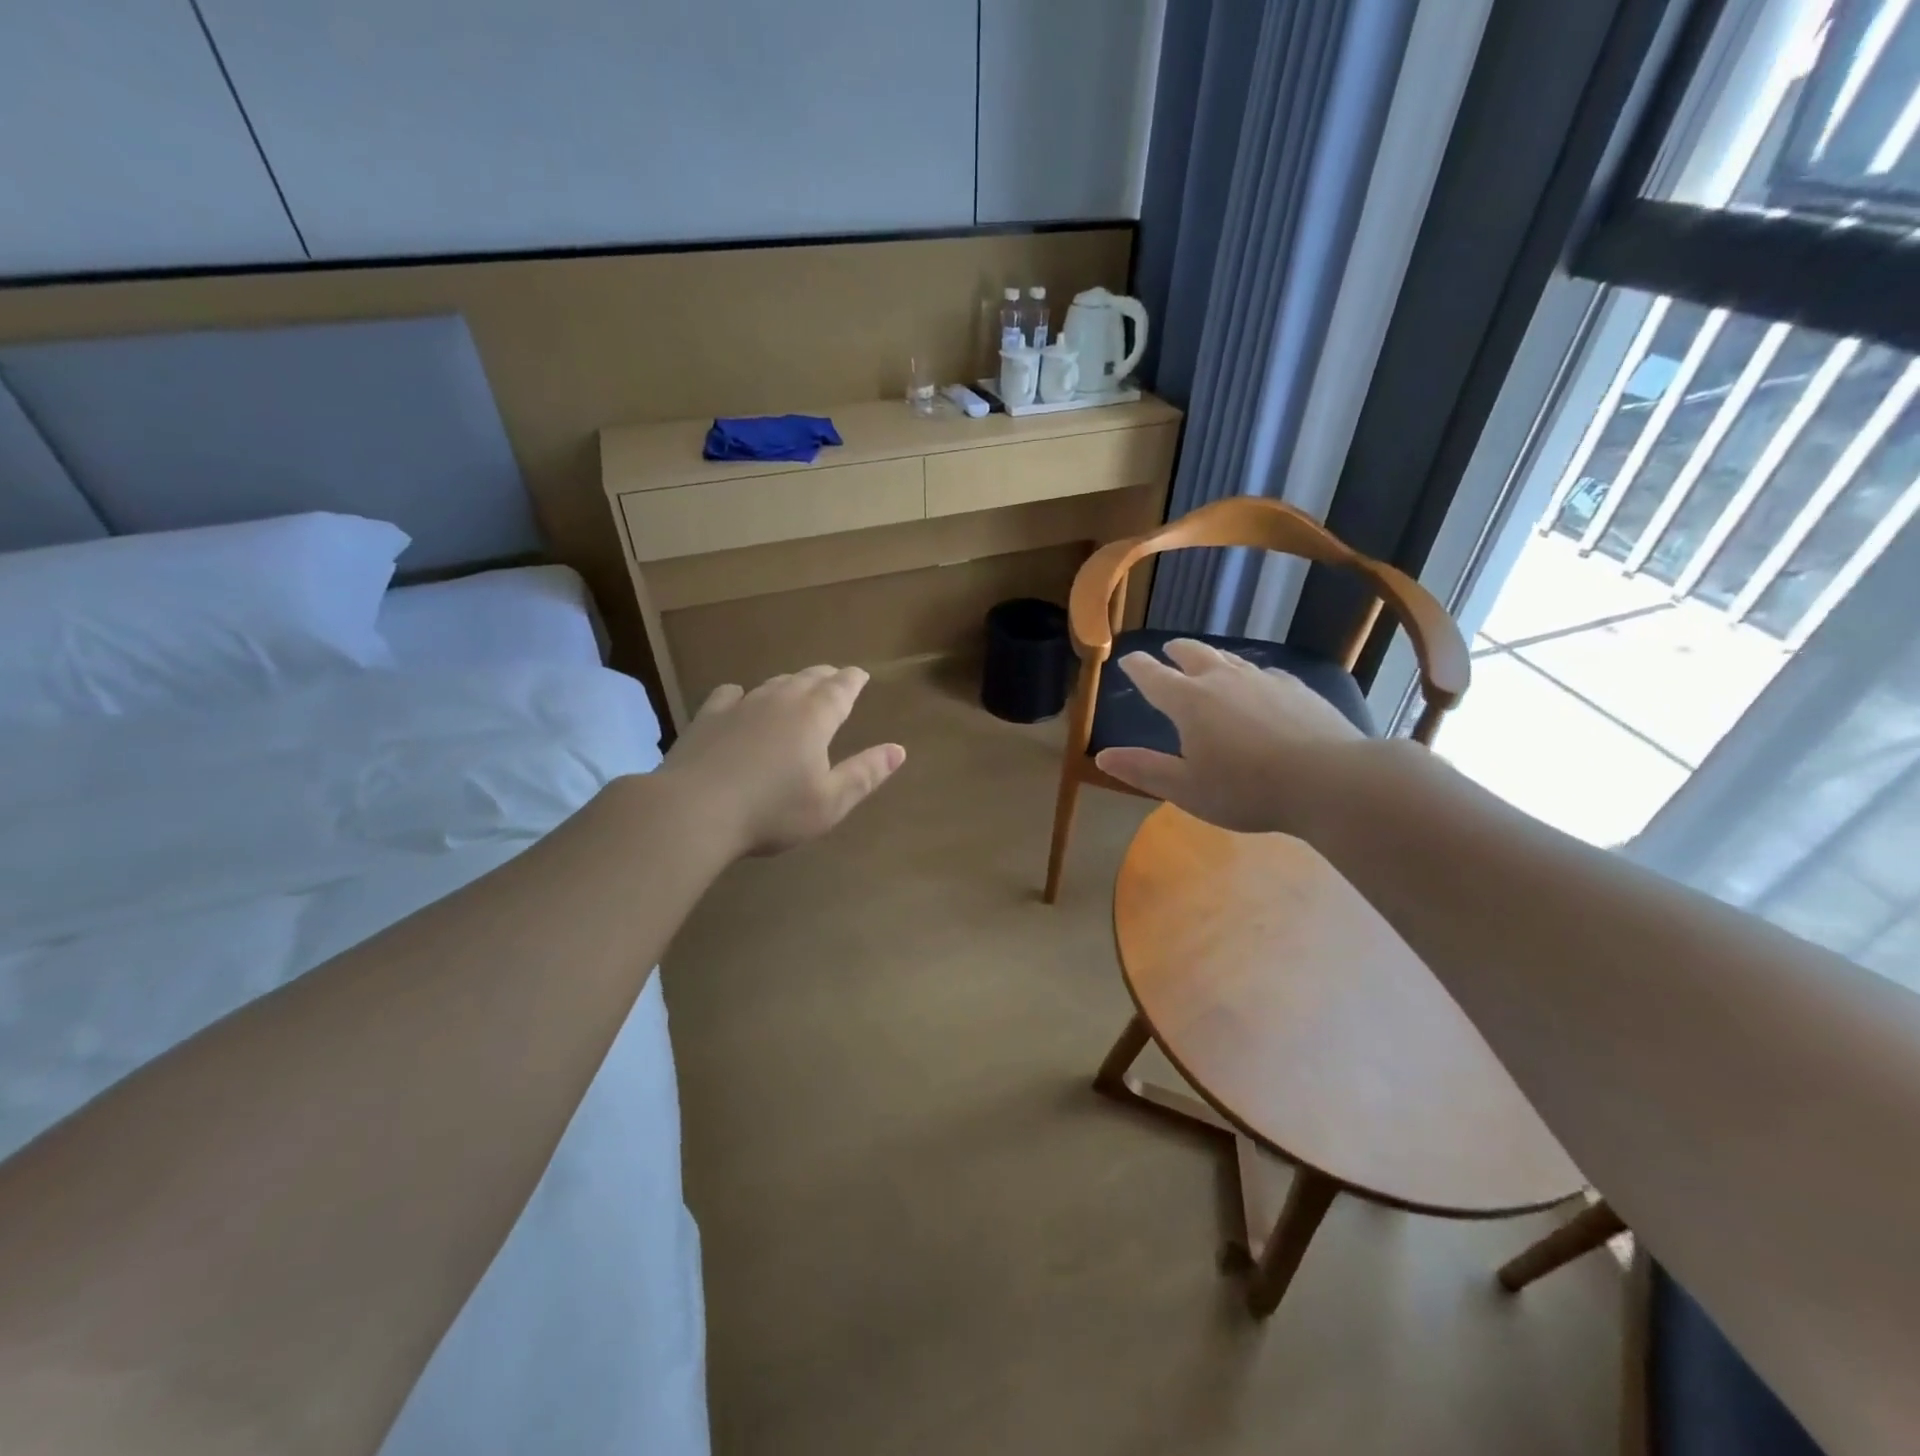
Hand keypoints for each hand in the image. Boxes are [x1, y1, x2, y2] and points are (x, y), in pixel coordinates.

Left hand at [659, 666, 904, 856]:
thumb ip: (865, 773)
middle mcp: (780, 701)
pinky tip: (740, 699)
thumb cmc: (772, 811)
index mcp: (815, 717)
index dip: (853, 680)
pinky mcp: (708, 717)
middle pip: (808, 678)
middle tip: (835, 677)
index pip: (841, 688)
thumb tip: (898, 749)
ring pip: (773, 683)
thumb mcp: (830, 802)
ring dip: (790, 682)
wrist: (693, 810)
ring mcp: (741, 705)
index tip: (860, 675)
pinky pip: (730, 694)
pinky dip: (743, 693)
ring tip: (797, 686)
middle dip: (826, 676)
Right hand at [1094, 639, 1363, 834]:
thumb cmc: (1247, 789)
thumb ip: (1144, 770)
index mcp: (1189, 702)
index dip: (1137, 667)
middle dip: (1175, 651)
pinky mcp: (1296, 688)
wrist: (1329, 780)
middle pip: (1193, 654)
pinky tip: (1259, 684)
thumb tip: (1103, 756)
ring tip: (1208, 661)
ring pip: (1230, 658)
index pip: (1153, 676)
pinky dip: (1250, 674)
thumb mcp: (1186, 789)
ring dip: (1212, 657)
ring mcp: (1263, 679)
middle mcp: (1223, 680)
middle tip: (1168, 650)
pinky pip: (1264, 672)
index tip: (1127, 660)